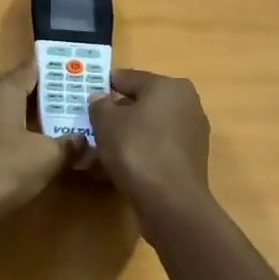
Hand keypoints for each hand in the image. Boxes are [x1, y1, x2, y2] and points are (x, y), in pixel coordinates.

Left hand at [0, 64, 77, 233]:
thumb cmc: (1, 171)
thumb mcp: (47, 159)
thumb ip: (69, 146)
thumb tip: (84, 140)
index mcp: (2, 90)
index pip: (29, 68)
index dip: (54, 71)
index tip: (74, 77)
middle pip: (0, 81)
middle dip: (23, 88)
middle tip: (46, 103)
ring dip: (10, 112)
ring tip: (38, 130)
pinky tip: (17, 154)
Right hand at [87, 69, 210, 212]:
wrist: (170, 201)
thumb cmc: (136, 150)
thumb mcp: (106, 122)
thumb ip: (100, 105)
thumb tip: (100, 98)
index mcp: (169, 87)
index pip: (130, 78)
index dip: (105, 85)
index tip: (86, 95)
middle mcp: (187, 104)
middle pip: (142, 104)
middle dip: (117, 114)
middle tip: (92, 125)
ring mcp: (192, 134)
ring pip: (149, 129)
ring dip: (126, 137)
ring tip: (99, 151)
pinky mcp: (190, 160)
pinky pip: (157, 149)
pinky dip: (139, 154)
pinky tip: (117, 168)